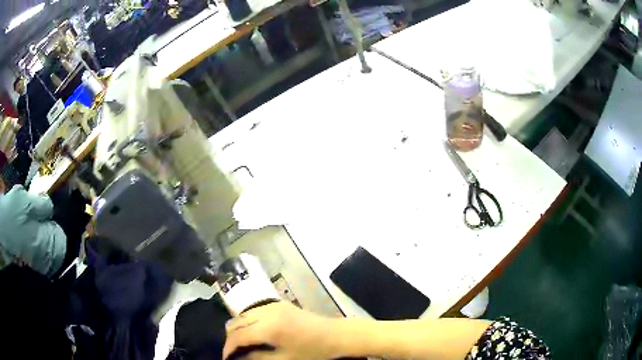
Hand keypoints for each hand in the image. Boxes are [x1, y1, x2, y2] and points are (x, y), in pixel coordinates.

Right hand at [223, 301, 337, 359]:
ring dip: (238, 328)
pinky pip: (254, 310)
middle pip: (236, 322)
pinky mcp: (278, 303)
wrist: (335, 335)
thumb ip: (258, 358)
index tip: (225, 358)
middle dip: (231, 338)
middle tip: (233, 352)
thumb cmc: (312, 351)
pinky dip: (248, 321)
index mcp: (268, 327)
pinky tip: (253, 332)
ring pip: (243, 314)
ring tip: (241, 344)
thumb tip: (238, 358)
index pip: (238, 336)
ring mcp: (272, 305)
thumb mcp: (285, 359)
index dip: (228, 348)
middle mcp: (266, 311)